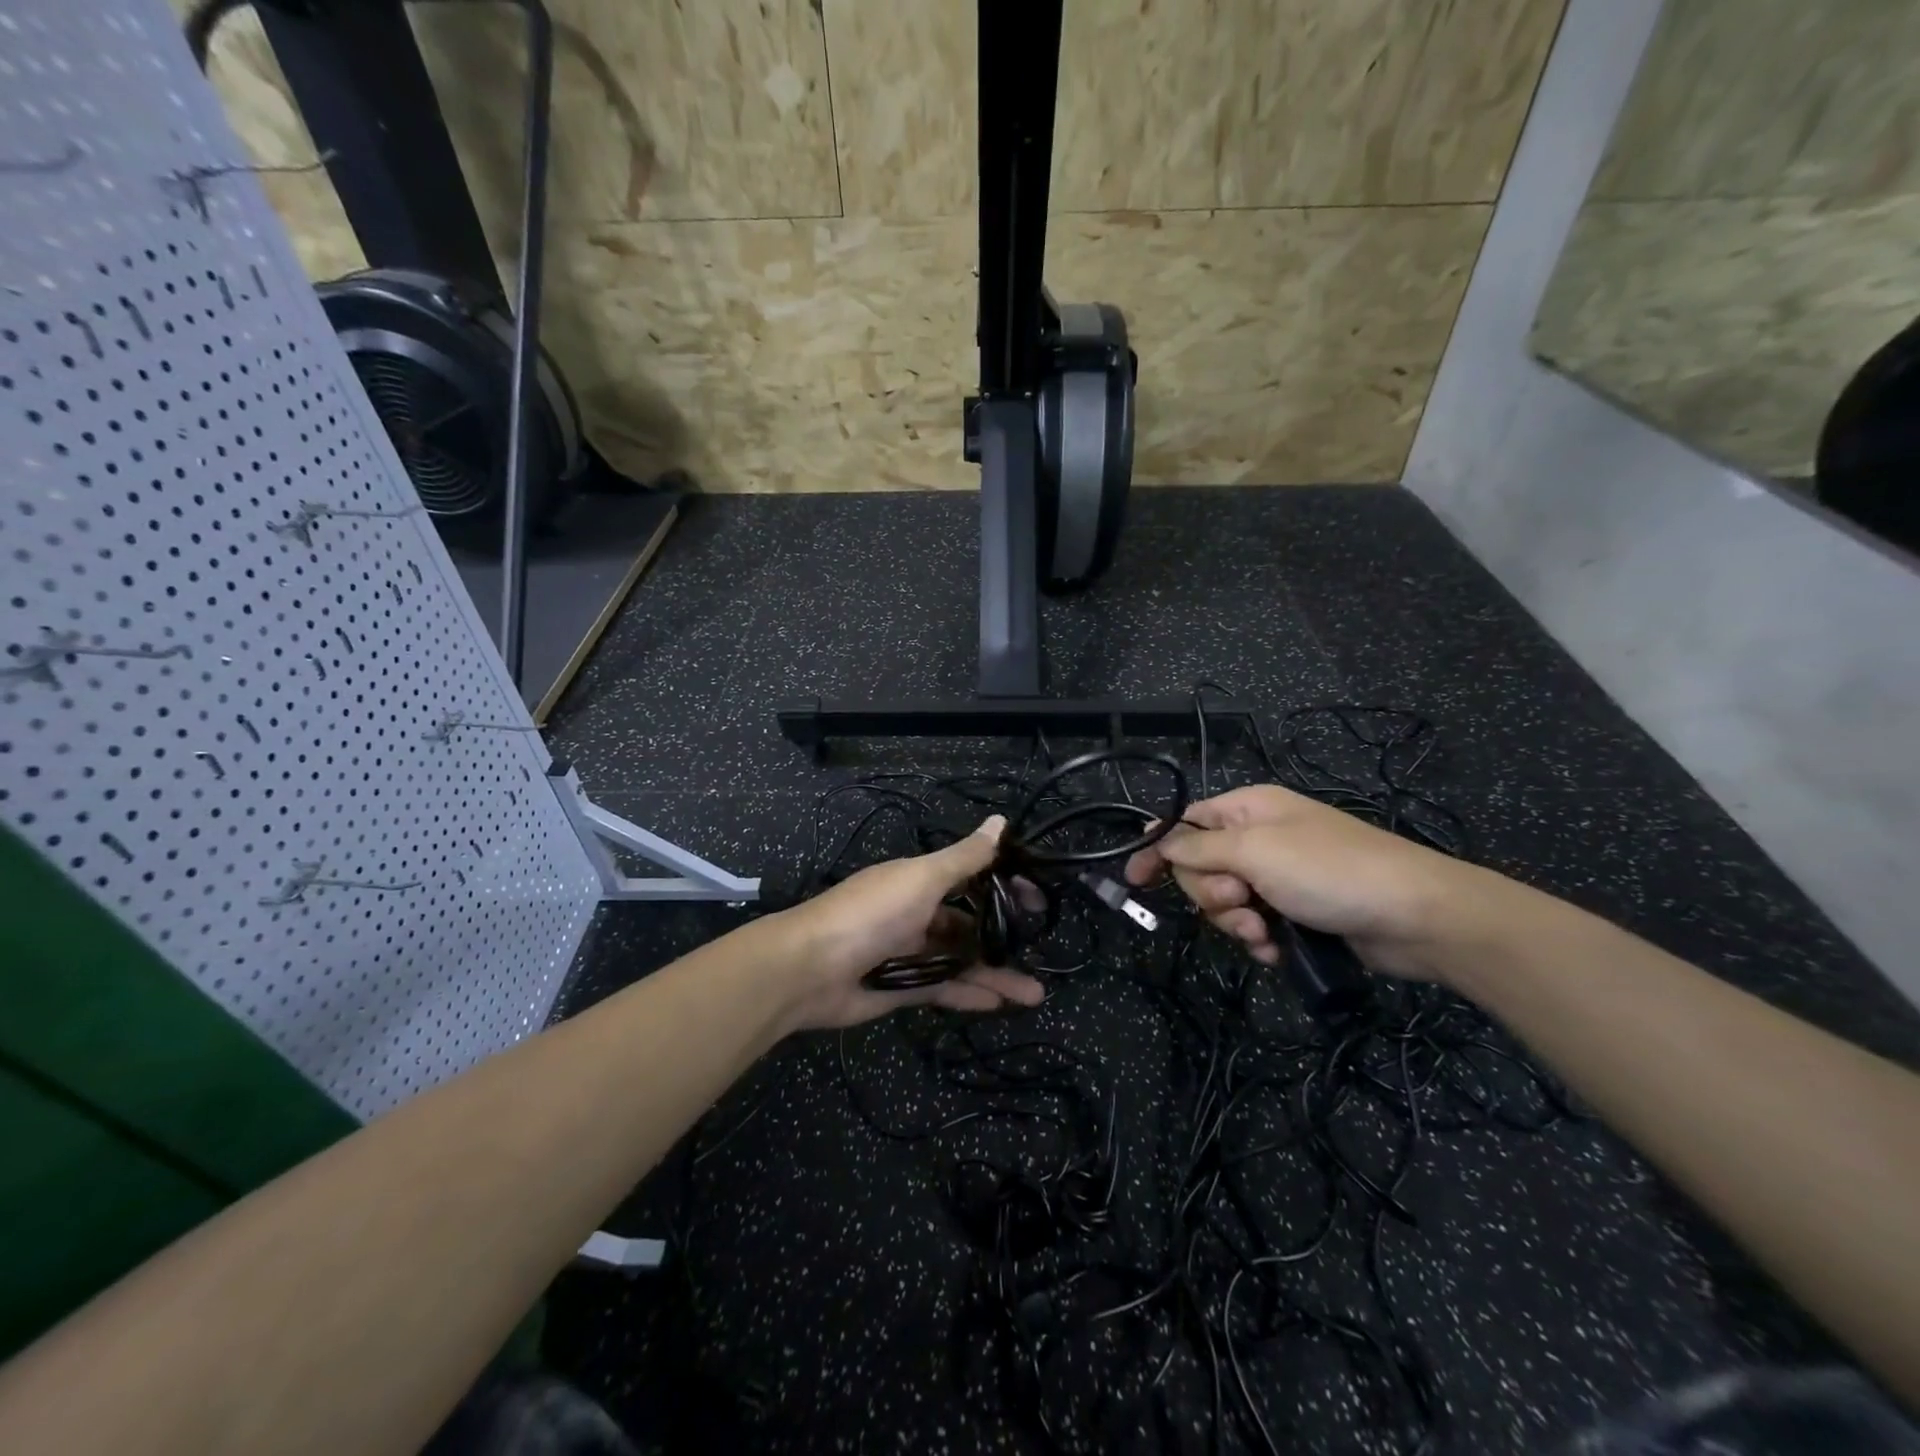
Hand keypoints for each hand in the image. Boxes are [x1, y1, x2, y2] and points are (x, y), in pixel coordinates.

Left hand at [778, 816, 1046, 1029]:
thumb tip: (1000, 820)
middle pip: (968, 923)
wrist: (809, 969)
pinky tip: (999, 1005)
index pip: (969, 877)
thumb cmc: (872, 913)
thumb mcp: (922, 878)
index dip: (1002, 884)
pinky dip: (969, 995)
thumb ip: (964, 858)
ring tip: (1034, 994)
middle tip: (1040, 947)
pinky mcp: (901, 987)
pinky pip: (943, 989)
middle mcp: (916, 913)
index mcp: (918, 881)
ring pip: (960, 961)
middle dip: (1002, 935)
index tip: (1036, 898)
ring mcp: (908, 952)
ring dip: (994, 974)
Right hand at [1124, 785, 1491, 980]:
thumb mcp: (1255, 850)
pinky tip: (1276, 948)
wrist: (1414, 916)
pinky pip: (1251, 926)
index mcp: (1247, 809)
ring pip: (1223, 902)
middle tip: (1240, 901)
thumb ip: (1199, 848)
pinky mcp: (1293, 912)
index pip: (1185, 824)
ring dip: (1235, 922)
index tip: (1134, 880)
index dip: (1158, 849)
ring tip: (1263, 931)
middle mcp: (1258, 839)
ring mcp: (1276, 877)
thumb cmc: (1329, 870)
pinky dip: (1257, 940)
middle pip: (1199, 867)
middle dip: (1210, 893)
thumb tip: (1158, 841)